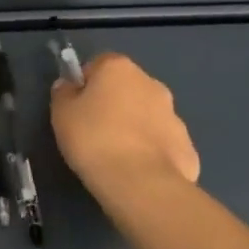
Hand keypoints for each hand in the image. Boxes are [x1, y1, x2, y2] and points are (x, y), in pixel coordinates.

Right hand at [50, 52, 201, 203]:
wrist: (141, 183)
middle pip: (126, 88)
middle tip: (94, 131)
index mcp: (119, 68)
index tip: (76, 107)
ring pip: (147, 115)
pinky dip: (150, 151)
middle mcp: (151, 83)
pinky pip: (161, 143)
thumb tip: (70, 86)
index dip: (85, 84)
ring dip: (134, 127)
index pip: (98, 64)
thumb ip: (64, 93)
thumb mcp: (61, 114)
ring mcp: (174, 115)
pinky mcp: (187, 146)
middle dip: (113, 104)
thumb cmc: (94, 139)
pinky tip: (137, 171)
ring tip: (116, 156)